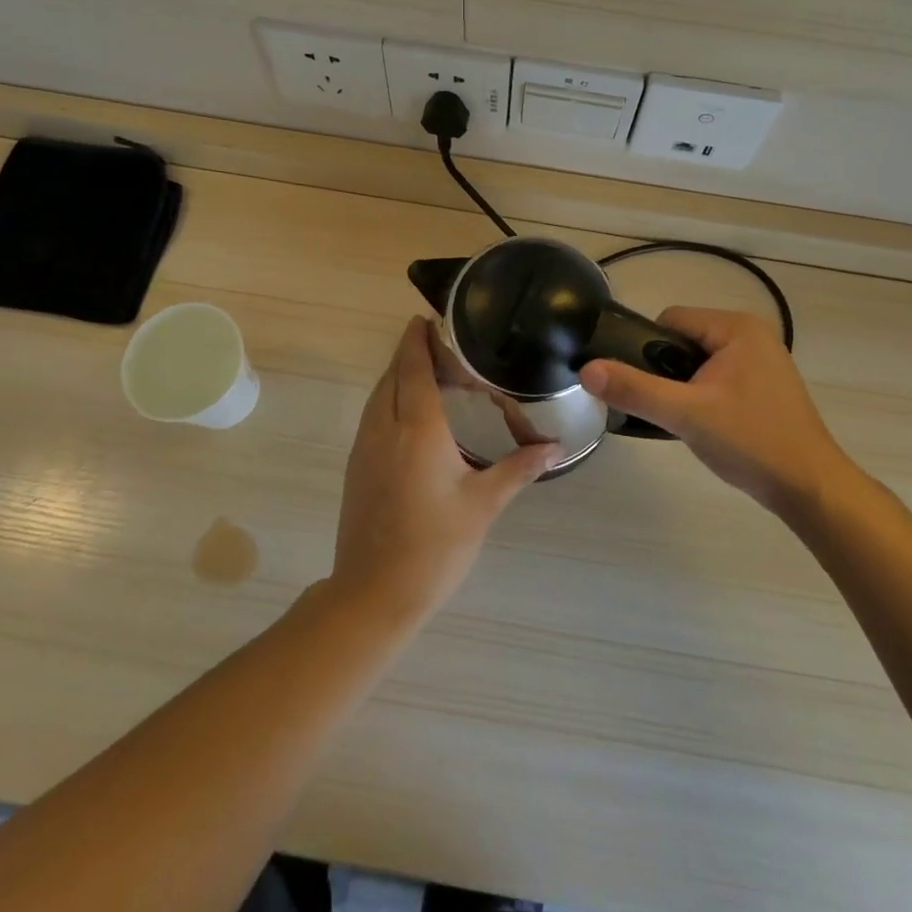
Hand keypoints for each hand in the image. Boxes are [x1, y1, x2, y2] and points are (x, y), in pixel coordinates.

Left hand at [330, 317, 559, 620]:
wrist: (373, 594)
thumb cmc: (434, 547)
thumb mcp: (483, 505)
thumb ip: (519, 469)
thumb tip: (555, 447)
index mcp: (417, 429)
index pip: (413, 368)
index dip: (418, 340)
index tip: (427, 318)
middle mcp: (384, 428)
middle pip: (393, 375)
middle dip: (410, 352)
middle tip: (442, 342)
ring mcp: (365, 448)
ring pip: (379, 395)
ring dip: (399, 375)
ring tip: (430, 370)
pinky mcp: (357, 466)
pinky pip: (373, 415)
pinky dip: (390, 398)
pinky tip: (412, 412)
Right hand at [581, 307, 855, 517]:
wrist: (810, 489)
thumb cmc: (751, 442)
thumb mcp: (685, 415)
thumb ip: (635, 389)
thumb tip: (587, 370)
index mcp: (736, 327)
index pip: (670, 320)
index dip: (647, 350)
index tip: (645, 388)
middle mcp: (751, 334)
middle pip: (683, 340)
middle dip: (667, 372)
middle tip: (667, 410)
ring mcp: (762, 360)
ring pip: (699, 362)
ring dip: (684, 387)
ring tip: (684, 421)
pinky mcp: (766, 385)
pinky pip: (718, 378)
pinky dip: (704, 396)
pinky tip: (705, 426)